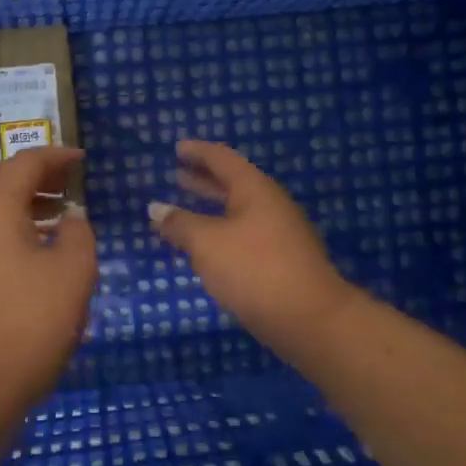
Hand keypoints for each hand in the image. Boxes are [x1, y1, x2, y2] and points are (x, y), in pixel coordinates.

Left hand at [0, 146, 96, 411]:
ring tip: (52, 220)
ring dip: (16, 202)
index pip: (25, 163)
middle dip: (33, 176)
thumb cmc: (27, 325)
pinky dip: (0, 227)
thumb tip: (69, 218)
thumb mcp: (73, 275)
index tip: (81, 160)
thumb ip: (78, 234)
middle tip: (66, 188)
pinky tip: (25, 255)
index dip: (57, 157)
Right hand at [149, 140, 353, 356]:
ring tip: (184, 208)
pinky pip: (244, 233)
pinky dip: (221, 230)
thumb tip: (156, 209)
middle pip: (232, 183)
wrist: (309, 317)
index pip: (222, 158)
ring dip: (211, 207)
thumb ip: (179, 224)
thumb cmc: (254, 269)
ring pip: (238, 211)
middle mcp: (270, 204)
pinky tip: (207, 246)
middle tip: (177, 174)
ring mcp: (279, 233)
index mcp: (254, 189)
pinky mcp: (281, 260)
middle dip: (203, 179)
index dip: (198, 151)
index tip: (177, 148)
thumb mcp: (207, 243)